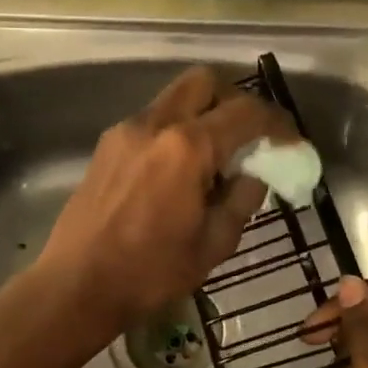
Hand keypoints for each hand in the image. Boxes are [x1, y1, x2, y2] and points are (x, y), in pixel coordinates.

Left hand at [37, 65, 295, 344]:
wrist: (75, 286)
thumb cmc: (150, 272)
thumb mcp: (214, 244)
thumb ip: (242, 199)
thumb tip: (254, 174)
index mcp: (188, 148)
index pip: (246, 112)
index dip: (278, 123)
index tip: (292, 142)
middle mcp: (157, 124)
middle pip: (205, 81)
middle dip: (236, 99)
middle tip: (250, 134)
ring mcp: (127, 130)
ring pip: (176, 96)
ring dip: (204, 112)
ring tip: (216, 154)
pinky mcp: (108, 144)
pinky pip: (154, 118)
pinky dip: (177, 128)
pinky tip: (180, 168)